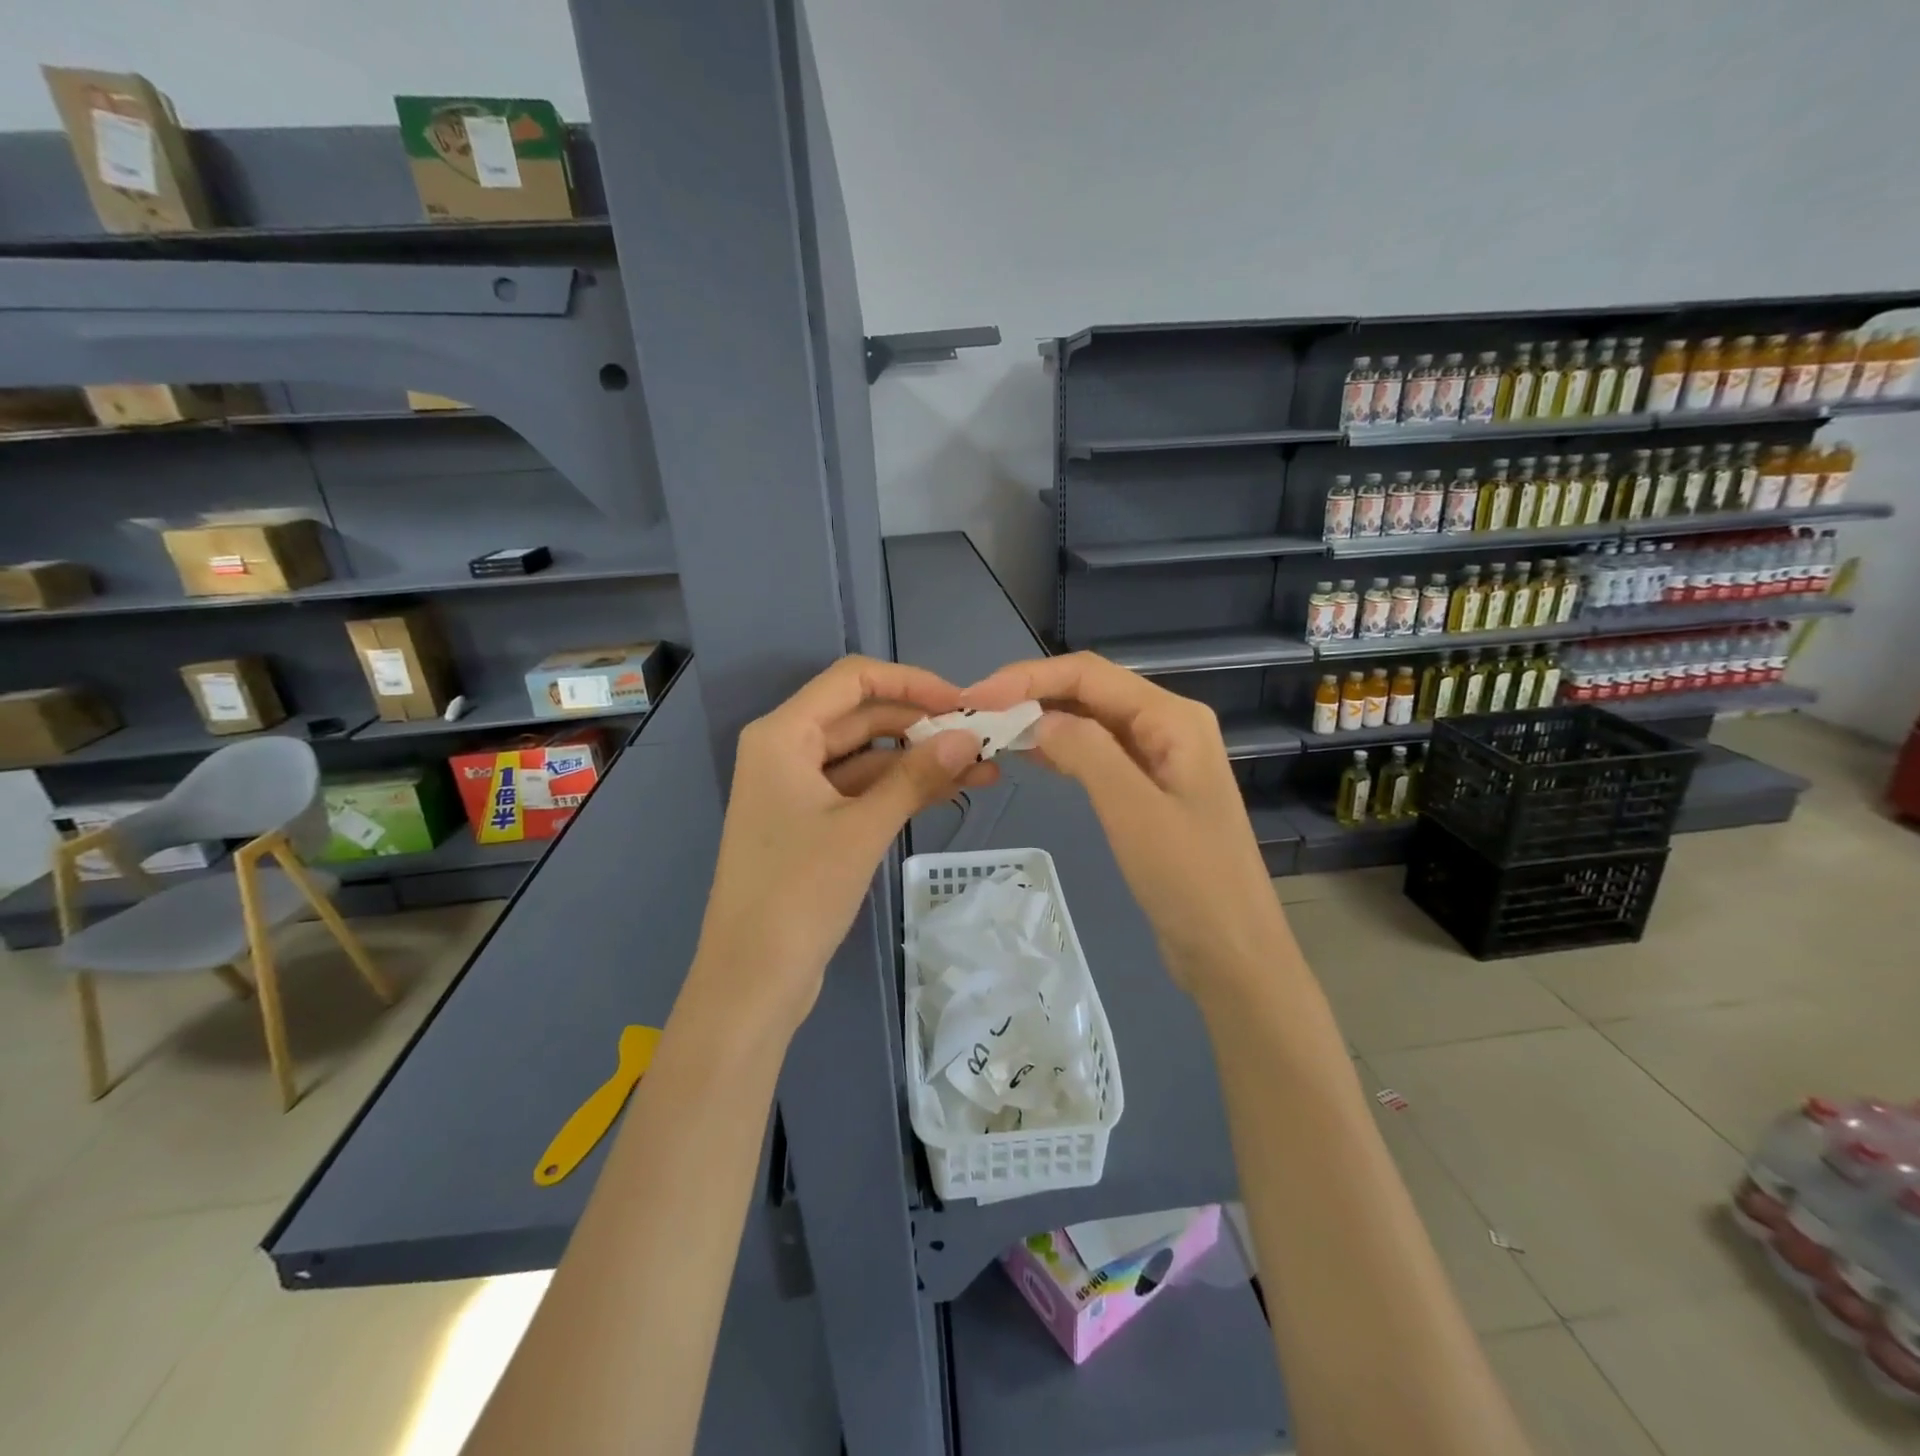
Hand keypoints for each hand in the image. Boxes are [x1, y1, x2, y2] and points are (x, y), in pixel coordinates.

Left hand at [689, 655, 992, 1032]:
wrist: (752, 979)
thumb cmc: (798, 893)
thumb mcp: (863, 829)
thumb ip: (916, 776)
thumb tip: (968, 737)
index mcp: (783, 734)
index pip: (853, 680)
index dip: (911, 682)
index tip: (962, 701)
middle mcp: (787, 750)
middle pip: (863, 717)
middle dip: (923, 725)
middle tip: (983, 738)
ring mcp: (799, 788)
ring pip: (868, 756)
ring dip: (920, 761)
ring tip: (984, 768)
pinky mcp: (813, 822)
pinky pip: (863, 790)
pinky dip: (902, 790)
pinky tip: (952, 791)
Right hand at [961, 652, 1282, 993]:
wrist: (1231, 951)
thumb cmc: (1189, 879)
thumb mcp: (1133, 809)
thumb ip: (1086, 751)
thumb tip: (1039, 718)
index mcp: (1172, 718)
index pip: (1089, 674)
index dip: (1029, 678)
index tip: (976, 699)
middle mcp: (1167, 726)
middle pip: (1090, 691)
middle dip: (1032, 695)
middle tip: (975, 716)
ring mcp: (1159, 759)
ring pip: (1091, 722)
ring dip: (1043, 721)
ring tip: (991, 732)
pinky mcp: (1148, 790)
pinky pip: (1097, 755)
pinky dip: (1061, 751)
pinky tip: (1027, 756)